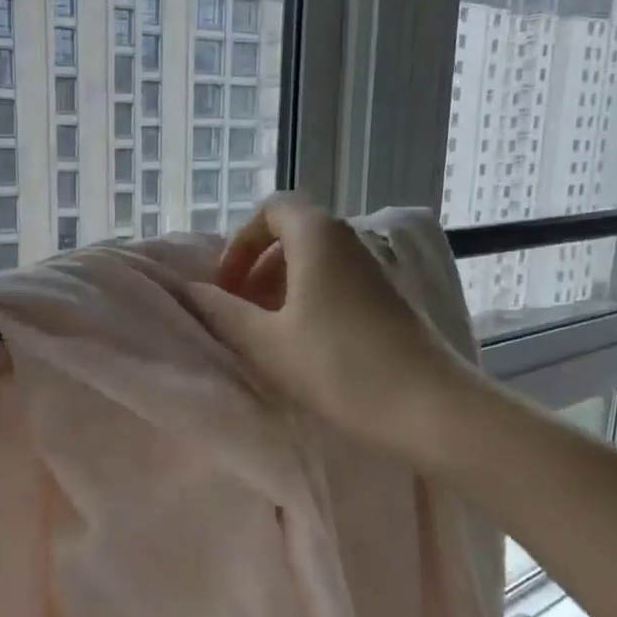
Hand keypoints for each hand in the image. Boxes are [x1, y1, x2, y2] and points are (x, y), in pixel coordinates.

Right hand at [188, 193, 482, 465]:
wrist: (428, 406)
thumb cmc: (338, 366)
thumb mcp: (266, 341)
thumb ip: (222, 311)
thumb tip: (188, 291)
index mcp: (318, 236)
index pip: (272, 209)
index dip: (240, 242)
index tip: (226, 284)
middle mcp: (350, 241)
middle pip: (293, 234)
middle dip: (257, 267)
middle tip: (238, 309)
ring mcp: (375, 270)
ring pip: (316, 261)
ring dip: (281, 287)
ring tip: (265, 331)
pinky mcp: (389, 299)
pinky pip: (337, 282)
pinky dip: (309, 300)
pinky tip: (303, 344)